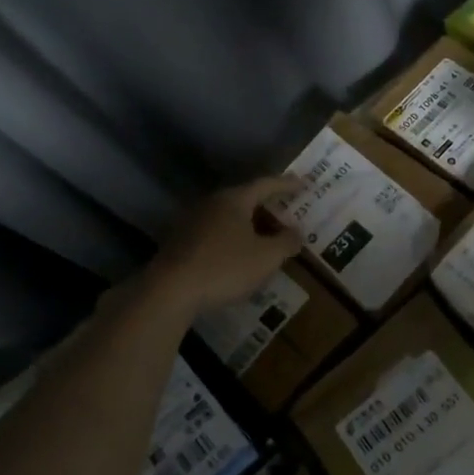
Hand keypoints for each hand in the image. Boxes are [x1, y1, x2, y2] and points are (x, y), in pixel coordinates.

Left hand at [142, 176, 304, 319]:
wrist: (169, 291)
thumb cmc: (224, 267)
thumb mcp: (266, 258)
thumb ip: (286, 242)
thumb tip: (297, 232)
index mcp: (234, 200)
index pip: (266, 185)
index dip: (287, 184)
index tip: (304, 183)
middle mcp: (212, 203)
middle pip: (245, 198)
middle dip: (267, 204)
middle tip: (286, 209)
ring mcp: (193, 222)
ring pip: (229, 216)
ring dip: (249, 223)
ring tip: (266, 233)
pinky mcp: (181, 242)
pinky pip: (216, 232)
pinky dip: (232, 237)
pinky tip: (239, 253)